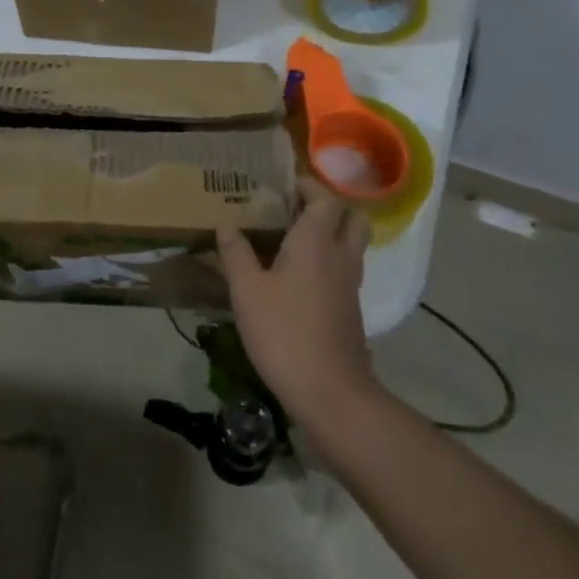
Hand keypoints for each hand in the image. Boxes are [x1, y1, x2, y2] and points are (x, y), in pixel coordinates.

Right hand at [217, 180, 377, 428]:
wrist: (329, 392)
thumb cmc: (283, 332)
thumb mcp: (246, 291)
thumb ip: (236, 253)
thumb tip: (226, 224)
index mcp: (316, 242)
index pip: (326, 199)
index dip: (308, 187)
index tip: (284, 186)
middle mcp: (340, 256)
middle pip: (352, 217)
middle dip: (328, 207)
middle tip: (296, 209)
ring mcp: (350, 284)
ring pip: (351, 244)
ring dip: (330, 233)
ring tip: (292, 238)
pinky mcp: (351, 309)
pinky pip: (344, 269)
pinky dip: (328, 260)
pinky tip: (297, 275)